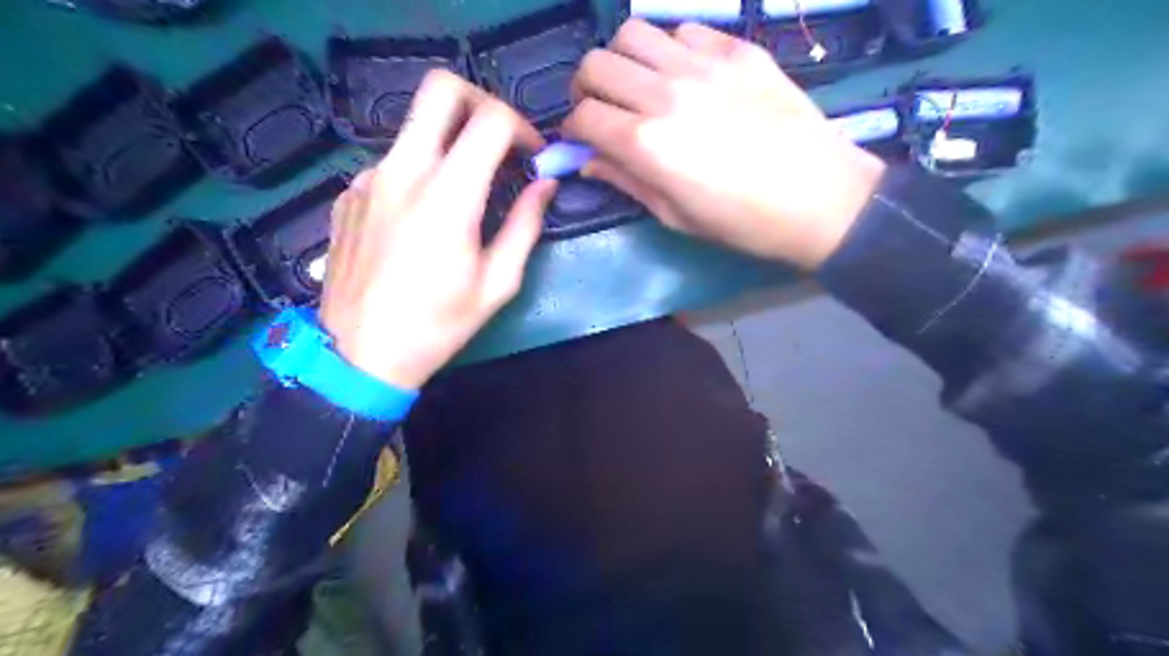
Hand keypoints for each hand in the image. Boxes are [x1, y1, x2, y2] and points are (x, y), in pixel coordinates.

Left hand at [318, 71, 556, 388]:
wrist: (359, 355)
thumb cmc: (438, 325)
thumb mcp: (497, 283)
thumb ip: (525, 225)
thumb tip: (545, 184)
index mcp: (448, 195)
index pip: (491, 120)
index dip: (522, 128)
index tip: (532, 157)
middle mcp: (403, 171)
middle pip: (440, 90)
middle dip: (480, 103)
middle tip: (499, 142)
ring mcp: (368, 179)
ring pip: (416, 129)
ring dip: (450, 145)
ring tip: (465, 195)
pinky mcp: (349, 195)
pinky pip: (392, 164)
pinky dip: (419, 174)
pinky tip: (422, 218)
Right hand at [560, 18, 881, 267]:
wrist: (819, 198)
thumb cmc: (742, 221)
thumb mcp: (674, 215)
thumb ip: (625, 180)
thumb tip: (588, 160)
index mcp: (647, 143)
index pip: (583, 115)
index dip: (573, 128)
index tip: (582, 139)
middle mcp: (665, 93)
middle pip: (597, 64)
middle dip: (586, 88)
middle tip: (601, 108)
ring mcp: (704, 64)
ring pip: (634, 33)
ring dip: (623, 60)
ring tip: (638, 85)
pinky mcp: (737, 50)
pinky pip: (683, 31)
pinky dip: (670, 50)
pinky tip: (683, 75)